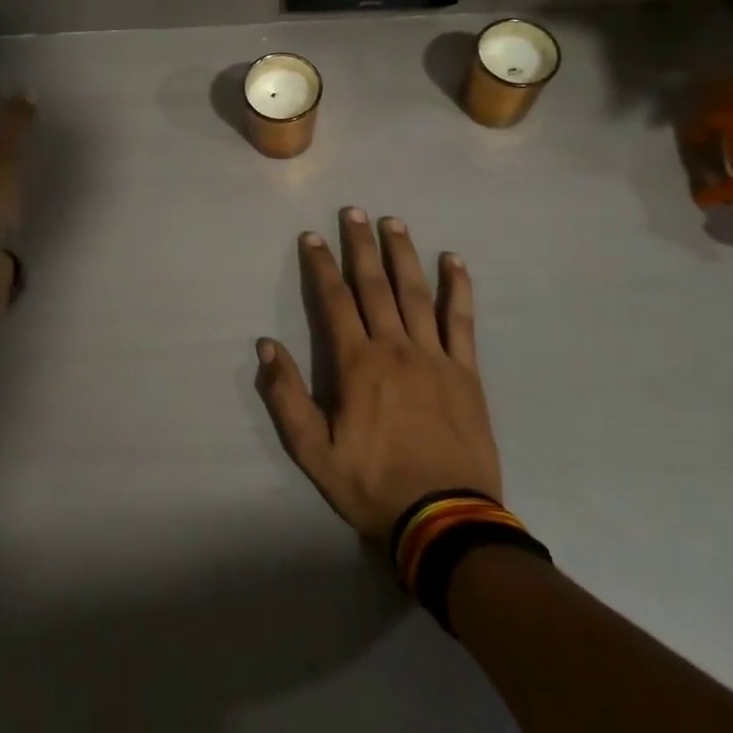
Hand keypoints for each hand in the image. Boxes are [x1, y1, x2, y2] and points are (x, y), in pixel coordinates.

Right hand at [256, 208, 502, 540]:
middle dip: (361, 246)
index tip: (312, 237)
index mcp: (356, 364)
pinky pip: (461, 320)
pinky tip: (454, 260)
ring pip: (416, 292)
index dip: (321, 266)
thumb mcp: (314, 452)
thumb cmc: (372, 485)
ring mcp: (434, 356)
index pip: (334, 301)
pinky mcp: (466, 371)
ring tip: (394, 222)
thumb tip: (266, 347)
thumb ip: (287, 397)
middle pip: (375, 285)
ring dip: (403, 254)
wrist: (445, 521)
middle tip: (354, 211)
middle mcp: (395, 347)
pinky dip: (457, 287)